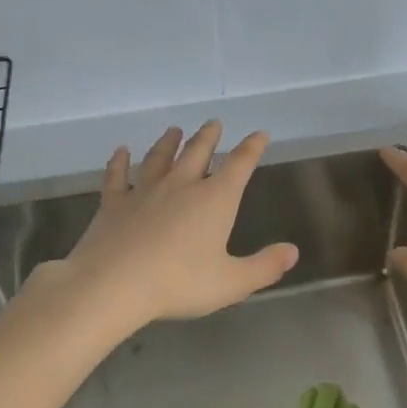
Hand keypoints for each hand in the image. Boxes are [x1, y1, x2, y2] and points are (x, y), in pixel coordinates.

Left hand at [42, 121, 298, 330]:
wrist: (113, 284)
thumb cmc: (179, 283)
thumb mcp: (231, 282)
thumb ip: (264, 267)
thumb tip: (293, 251)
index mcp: (214, 199)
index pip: (239, 165)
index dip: (252, 148)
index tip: (260, 134)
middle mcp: (181, 185)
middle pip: (198, 152)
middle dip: (209, 136)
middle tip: (214, 123)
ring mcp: (144, 190)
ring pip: (159, 158)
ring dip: (168, 143)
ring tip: (174, 130)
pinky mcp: (114, 203)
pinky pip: (117, 176)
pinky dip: (119, 162)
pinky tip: (121, 152)